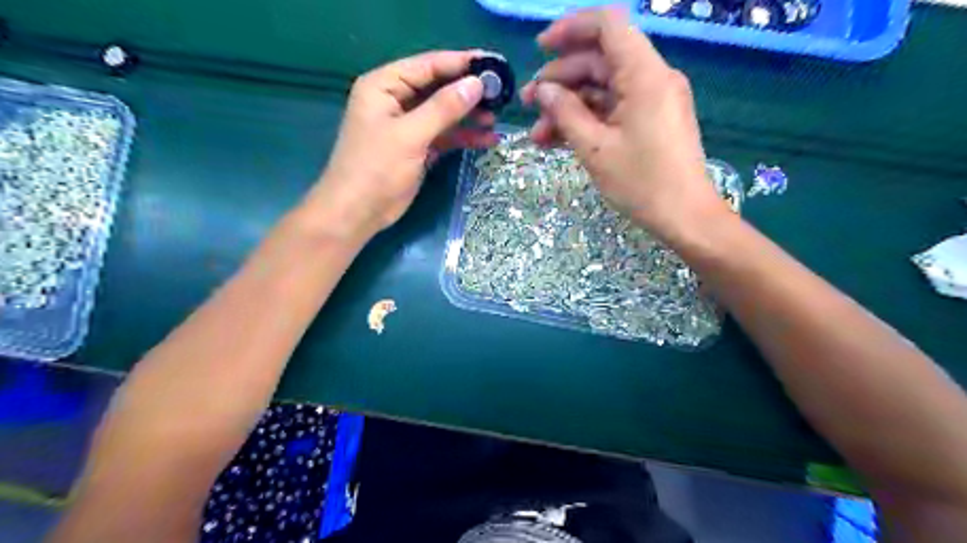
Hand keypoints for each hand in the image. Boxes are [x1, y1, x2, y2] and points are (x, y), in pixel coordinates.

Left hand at [300, 52, 498, 242]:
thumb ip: (443, 108)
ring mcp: (407, 126)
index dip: (461, 63)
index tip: (493, 63)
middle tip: (500, 95)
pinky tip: (486, 140)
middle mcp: (395, 100)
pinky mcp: (416, 147)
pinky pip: (443, 135)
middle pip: (438, 88)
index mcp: (384, 86)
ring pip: (443, 114)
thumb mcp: (410, 135)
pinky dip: (462, 137)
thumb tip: (477, 83)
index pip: (427, 66)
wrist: (358, 212)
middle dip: (468, 93)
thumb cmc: (376, 169)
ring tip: (495, 120)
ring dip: (468, 117)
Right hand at [522, 7, 725, 241]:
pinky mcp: (650, 120)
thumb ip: (565, 113)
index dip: (570, 29)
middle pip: (599, 61)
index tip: (540, 49)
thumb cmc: (641, 182)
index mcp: (644, 75)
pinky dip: (587, 120)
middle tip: (527, 104)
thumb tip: (543, 90)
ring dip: (568, 107)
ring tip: (537, 134)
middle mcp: (651, 78)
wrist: (684, 216)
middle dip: (560, 80)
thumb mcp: (595, 149)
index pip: (607, 26)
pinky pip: (613, 109)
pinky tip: (558, 140)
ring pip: (602, 89)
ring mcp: (652, 100)